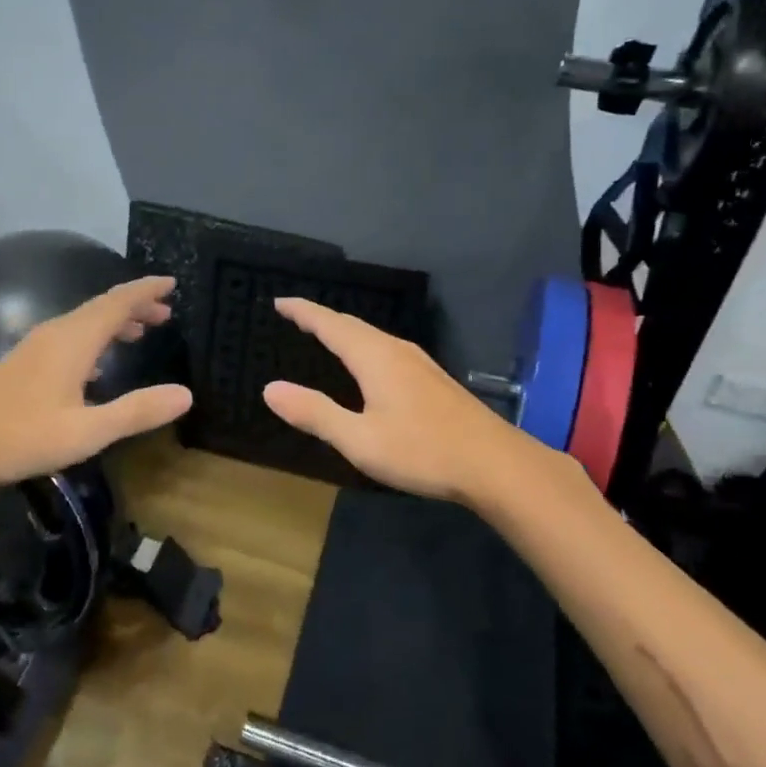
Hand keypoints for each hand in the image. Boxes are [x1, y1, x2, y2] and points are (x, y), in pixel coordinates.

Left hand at [0, 276, 193, 489]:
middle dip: (134, 305)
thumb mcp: (87, 431)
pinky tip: (95, 364)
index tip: (171, 283)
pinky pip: (68, 336)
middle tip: (165, 312)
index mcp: (74, 340)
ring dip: (113, 321)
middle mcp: (55, 333)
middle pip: (101, 307)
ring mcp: (34, 346)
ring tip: (139, 331)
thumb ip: (137, 411)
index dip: (145, 290)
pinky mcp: (22, 362)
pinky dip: (93, 337)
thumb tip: (186, 394)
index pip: (118, 303)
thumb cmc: (21, 436)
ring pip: (83, 321)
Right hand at [261, 297, 543, 503]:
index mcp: (374, 357)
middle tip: (295, 315)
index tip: (279, 301)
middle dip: (321, 317)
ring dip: (344, 331)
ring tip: (325, 334)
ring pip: (372, 336)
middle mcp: (396, 350)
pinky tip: (368, 364)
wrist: (495, 464)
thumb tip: (270, 389)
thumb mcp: (359, 440)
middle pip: (352, 325)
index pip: (330, 324)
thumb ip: (315, 413)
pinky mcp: (432, 379)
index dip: (303, 311)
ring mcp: (419, 363)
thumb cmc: (422, 451)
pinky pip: (386, 348)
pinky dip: (363, 345)